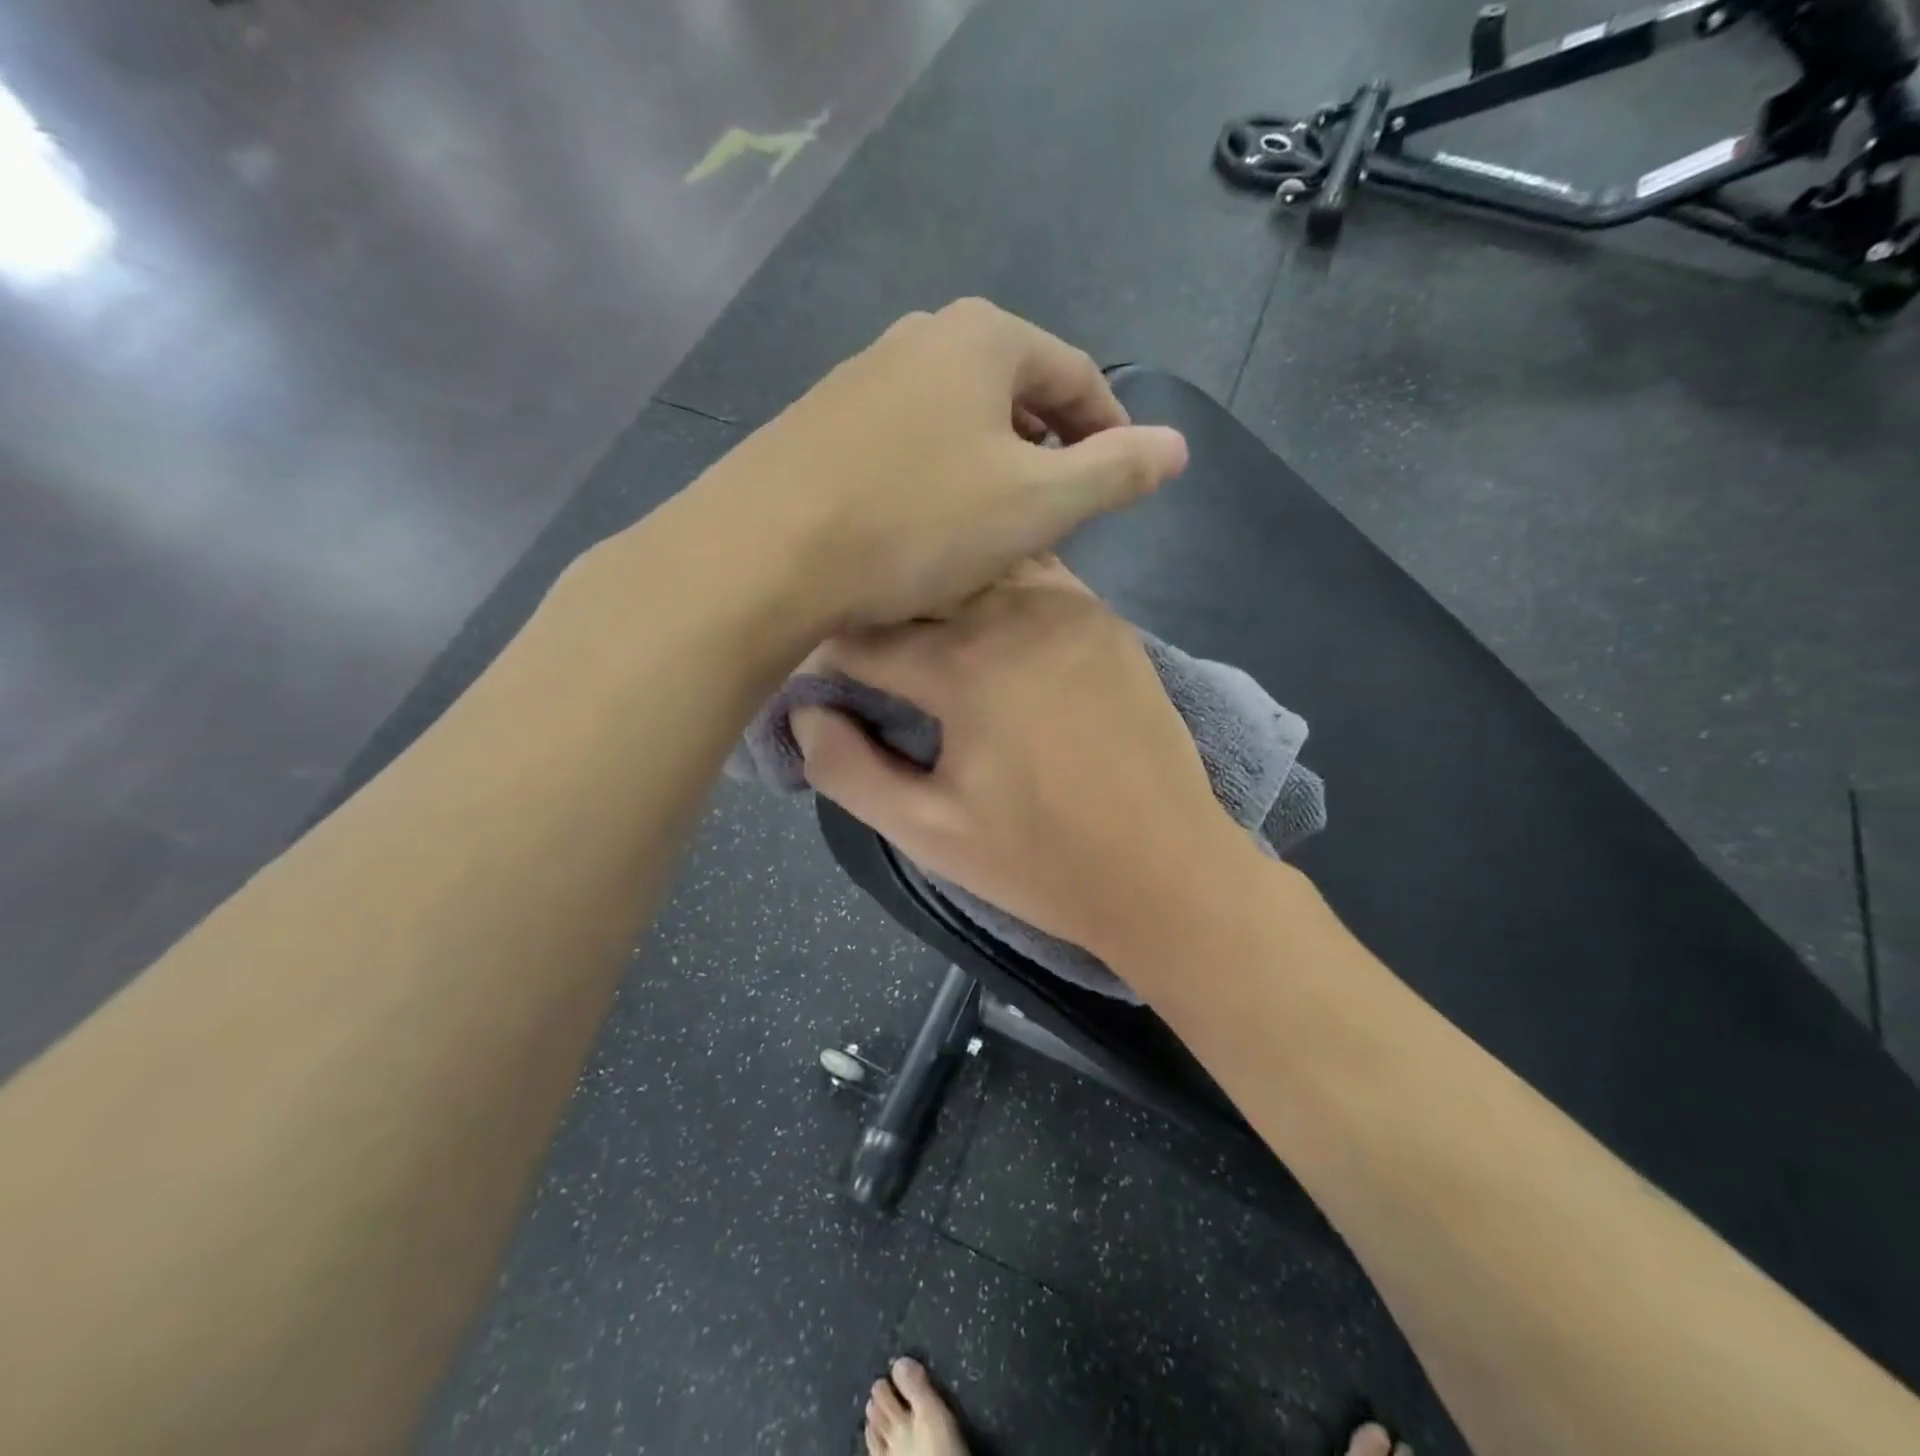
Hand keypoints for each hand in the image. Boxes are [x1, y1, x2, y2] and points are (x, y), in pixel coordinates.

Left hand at [689, 300, 1187, 630]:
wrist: (765, 552)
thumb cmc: (916, 523)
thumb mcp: (1036, 504)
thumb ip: (1114, 470)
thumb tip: (1178, 445)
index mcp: (982, 338)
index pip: (1074, 373)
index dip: (1108, 427)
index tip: (1120, 479)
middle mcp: (918, 336)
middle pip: (1011, 390)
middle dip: (1045, 445)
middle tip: (1058, 509)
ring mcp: (861, 376)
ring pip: (954, 417)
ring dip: (988, 463)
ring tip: (996, 524)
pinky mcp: (820, 422)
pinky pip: (904, 441)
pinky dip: (934, 475)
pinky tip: (924, 524)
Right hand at [792, 560, 1246, 959]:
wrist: (1170, 871)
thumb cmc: (1042, 861)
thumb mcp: (928, 832)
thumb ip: (848, 770)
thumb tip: (806, 713)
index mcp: (966, 666)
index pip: (864, 637)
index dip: (825, 657)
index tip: (812, 678)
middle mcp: (1017, 612)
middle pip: (919, 589)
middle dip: (878, 614)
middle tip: (859, 654)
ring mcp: (1072, 608)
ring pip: (978, 570)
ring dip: (937, 594)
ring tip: (918, 633)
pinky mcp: (1106, 621)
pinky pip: (1034, 578)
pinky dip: (994, 590)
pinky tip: (984, 624)